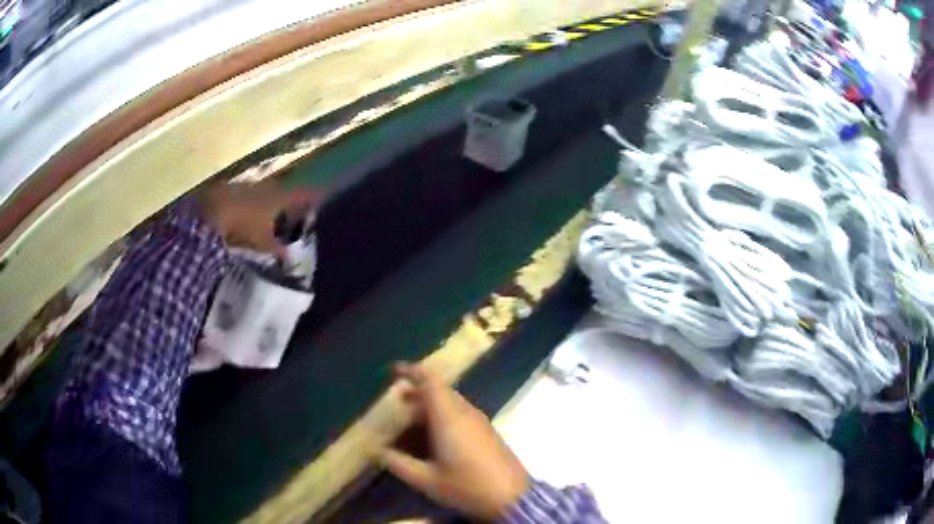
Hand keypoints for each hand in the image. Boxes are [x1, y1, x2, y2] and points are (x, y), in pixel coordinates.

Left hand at [197, 179, 321, 256]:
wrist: (209, 213)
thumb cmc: (242, 227)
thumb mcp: (262, 243)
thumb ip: (278, 249)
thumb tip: (290, 257)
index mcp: (279, 197)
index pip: (301, 194)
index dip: (311, 196)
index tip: (320, 198)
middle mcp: (267, 186)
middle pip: (283, 189)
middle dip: (289, 197)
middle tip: (293, 207)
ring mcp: (249, 184)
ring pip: (265, 189)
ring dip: (269, 198)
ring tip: (270, 210)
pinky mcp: (232, 187)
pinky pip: (248, 192)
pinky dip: (252, 200)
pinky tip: (249, 210)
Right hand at [380, 363, 528, 520]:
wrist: (512, 498)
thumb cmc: (467, 487)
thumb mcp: (427, 480)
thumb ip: (399, 464)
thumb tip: (377, 451)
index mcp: (450, 418)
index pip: (432, 381)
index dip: (412, 371)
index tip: (393, 371)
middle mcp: (466, 413)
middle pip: (440, 390)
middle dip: (417, 392)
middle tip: (396, 402)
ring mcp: (480, 421)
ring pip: (451, 402)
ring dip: (430, 405)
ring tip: (410, 421)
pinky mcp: (487, 431)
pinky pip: (461, 412)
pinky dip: (443, 415)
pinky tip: (434, 437)